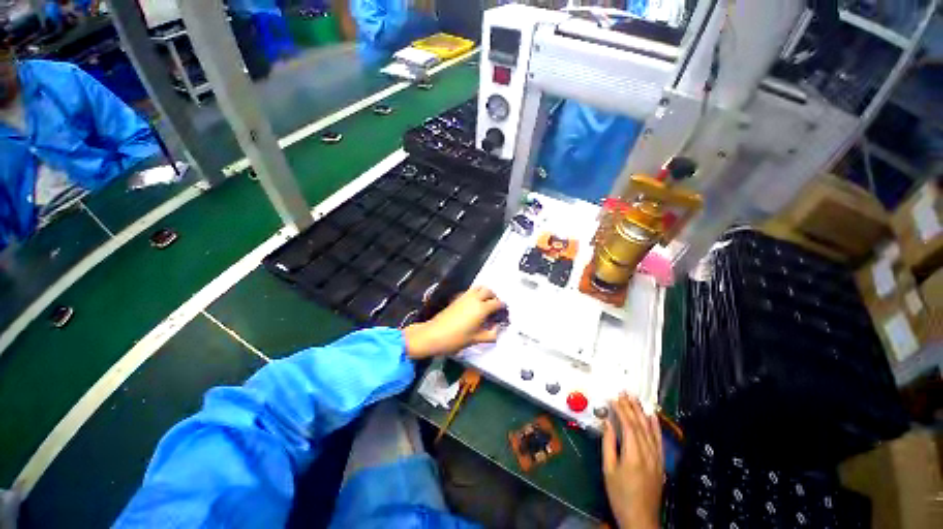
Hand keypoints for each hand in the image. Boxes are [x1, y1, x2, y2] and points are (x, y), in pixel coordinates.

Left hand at [402, 286, 504, 358]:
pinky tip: (474, 305)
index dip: (503, 307)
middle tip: (495, 307)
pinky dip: (476, 293)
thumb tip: (498, 330)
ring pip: (479, 288)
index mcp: (482, 308)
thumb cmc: (456, 338)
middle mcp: (475, 298)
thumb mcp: (476, 339)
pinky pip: (470, 291)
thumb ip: (490, 335)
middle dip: (494, 297)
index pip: (497, 303)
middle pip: (489, 291)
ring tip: (486, 303)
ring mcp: (465, 296)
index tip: (504, 313)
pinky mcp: (457, 298)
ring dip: (485, 292)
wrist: (433, 335)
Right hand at [603, 395, 664, 528]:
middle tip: (624, 392)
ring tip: (636, 399)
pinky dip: (656, 426)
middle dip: (631, 406)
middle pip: (640, 424)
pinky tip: (653, 417)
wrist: (640, 518)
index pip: (628, 425)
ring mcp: (656, 458)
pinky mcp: (660, 463)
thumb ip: (608, 444)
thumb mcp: (609, 469)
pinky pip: (659, 440)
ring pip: (650, 430)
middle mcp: (648, 453)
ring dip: (642, 412)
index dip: (621, 409)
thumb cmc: (620, 495)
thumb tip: (607, 423)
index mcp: (633, 454)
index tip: (613, 398)